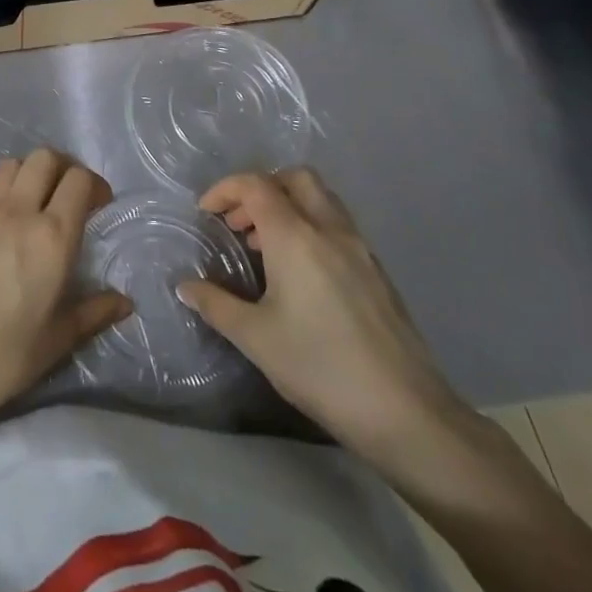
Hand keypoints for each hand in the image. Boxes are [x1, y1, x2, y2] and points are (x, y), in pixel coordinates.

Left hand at [0, 149, 131, 429]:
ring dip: (25, 175)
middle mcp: (17, 213)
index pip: (79, 180)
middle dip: (62, 169)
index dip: (94, 185)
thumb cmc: (5, 356)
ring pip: (8, 166)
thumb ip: (94, 312)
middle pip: (44, 158)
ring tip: (28, 203)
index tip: (97, 206)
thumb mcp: (58, 339)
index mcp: (52, 237)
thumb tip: (124, 301)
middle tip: (66, 196)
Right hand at [177, 169, 483, 493]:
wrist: (405, 412)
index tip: (206, 214)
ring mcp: (360, 249)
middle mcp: (330, 230)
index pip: (256, 185)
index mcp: (296, 237)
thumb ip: (216, 304)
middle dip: (261, 188)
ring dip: (288, 207)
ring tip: (264, 249)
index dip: (225, 190)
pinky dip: (311, 229)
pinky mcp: (378, 272)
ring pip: (322, 200)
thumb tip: (186, 287)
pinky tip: (299, 274)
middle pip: (296, 178)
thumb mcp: (255, 338)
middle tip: (239, 223)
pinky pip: (338, 227)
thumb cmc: (320, 367)